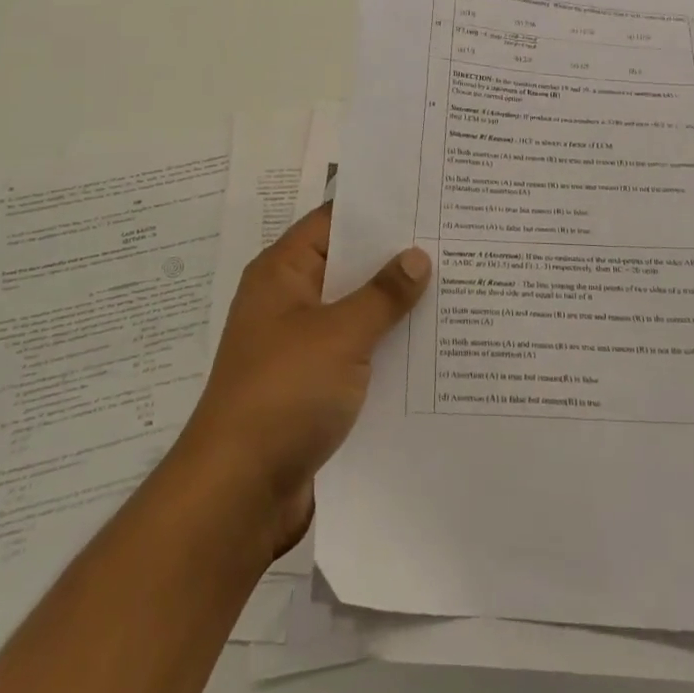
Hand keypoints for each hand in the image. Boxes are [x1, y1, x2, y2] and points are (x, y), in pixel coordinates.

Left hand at [176, 204, 430, 558]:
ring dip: (394, 308)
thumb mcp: (340, 335)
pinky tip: (430, 349)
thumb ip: (382, 294)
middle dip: (395, 259)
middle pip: (347, 266)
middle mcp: (288, 300)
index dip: (377, 209)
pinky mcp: (311, 385)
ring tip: (454, 290)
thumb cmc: (285, 393)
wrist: (239, 492)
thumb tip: (417, 256)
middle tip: (452, 244)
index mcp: (283, 272)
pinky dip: (385, 348)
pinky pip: (355, 352)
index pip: (333, 221)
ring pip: (354, 312)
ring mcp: (298, 344)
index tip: (426, 201)